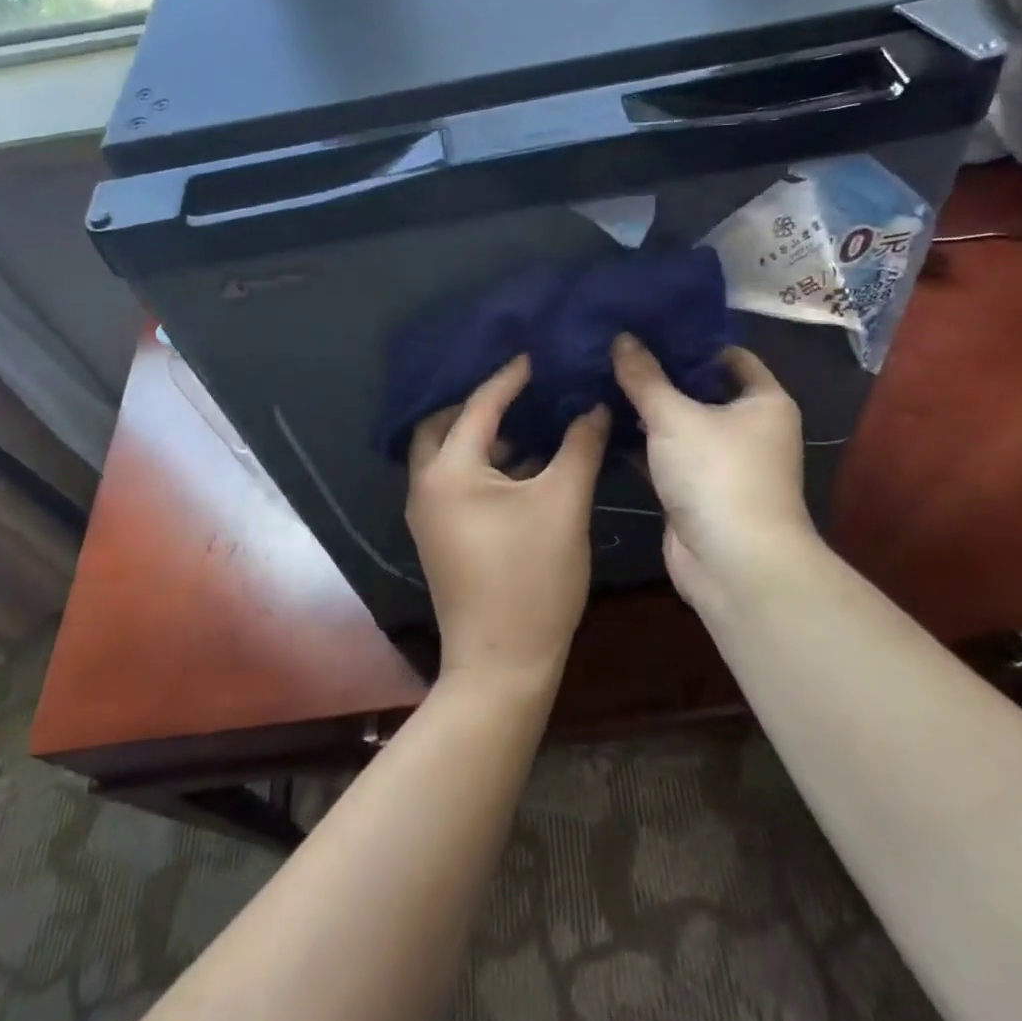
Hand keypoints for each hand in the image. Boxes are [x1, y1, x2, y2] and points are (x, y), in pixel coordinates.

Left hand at [406, 356, 609, 690]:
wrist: (502, 663)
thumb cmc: (532, 578)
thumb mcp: (563, 504)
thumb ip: (579, 446)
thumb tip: (594, 407)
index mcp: (450, 472)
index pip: (478, 407)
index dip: (509, 379)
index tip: (536, 356)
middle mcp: (427, 488)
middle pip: (442, 428)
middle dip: (477, 405)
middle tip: (518, 391)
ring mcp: (430, 517)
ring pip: (448, 459)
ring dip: (481, 438)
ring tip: (528, 424)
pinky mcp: (442, 538)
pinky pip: (456, 484)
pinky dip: (483, 467)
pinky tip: (523, 468)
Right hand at [610, 334, 820, 615]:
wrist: (733, 563)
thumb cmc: (717, 474)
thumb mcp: (676, 417)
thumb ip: (645, 378)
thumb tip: (621, 338)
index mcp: (763, 401)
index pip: (728, 356)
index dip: (690, 341)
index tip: (648, 327)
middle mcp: (749, 428)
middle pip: (700, 390)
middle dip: (659, 376)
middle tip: (614, 351)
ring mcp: (722, 463)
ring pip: (680, 426)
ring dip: (646, 411)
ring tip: (601, 380)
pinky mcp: (697, 491)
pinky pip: (666, 456)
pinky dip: (641, 444)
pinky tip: (605, 424)